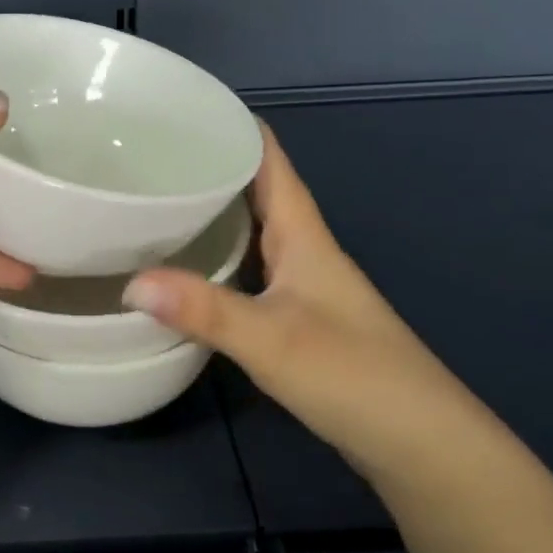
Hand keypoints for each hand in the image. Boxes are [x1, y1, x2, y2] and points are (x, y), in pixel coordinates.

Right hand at [121, 123, 475, 476]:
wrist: (423, 445)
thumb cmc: (355, 376)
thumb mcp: (273, 339)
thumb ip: (203, 310)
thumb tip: (129, 282)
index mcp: (304, 235)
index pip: (269, 160)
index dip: (234, 125)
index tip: (182, 107)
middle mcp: (304, 249)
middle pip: (256, 190)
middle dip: (210, 165)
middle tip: (148, 154)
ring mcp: (302, 285)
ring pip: (252, 230)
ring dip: (213, 211)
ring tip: (156, 200)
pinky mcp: (297, 318)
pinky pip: (249, 267)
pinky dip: (217, 256)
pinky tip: (187, 268)